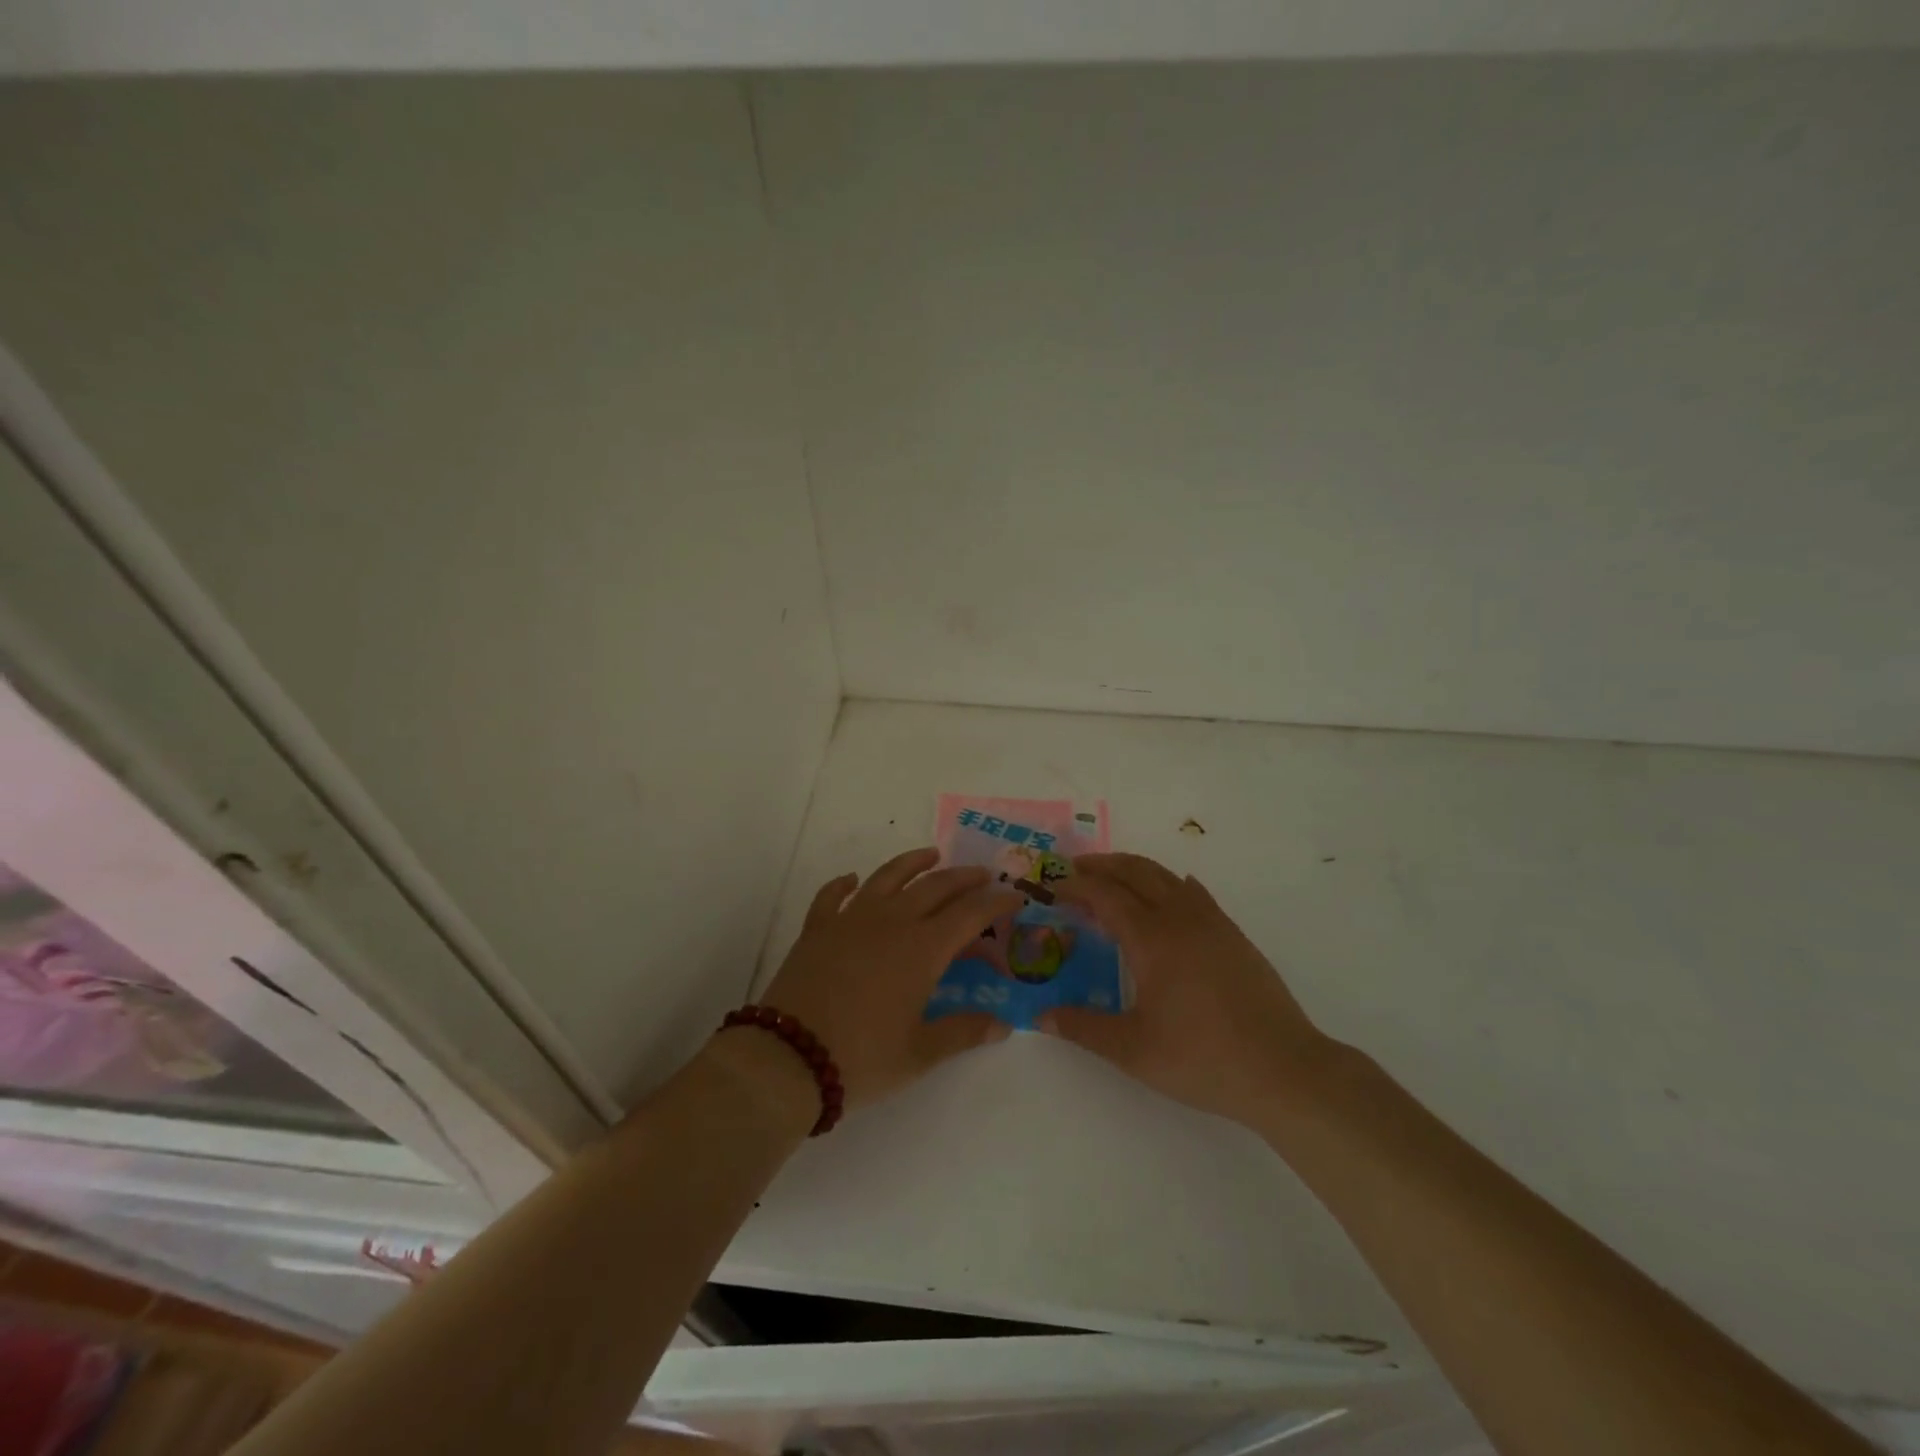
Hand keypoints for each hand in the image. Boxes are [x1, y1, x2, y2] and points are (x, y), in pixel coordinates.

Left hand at [757, 848, 1022, 1111]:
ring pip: (887, 877)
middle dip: (964, 878)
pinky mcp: (817, 928)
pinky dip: (845, 883)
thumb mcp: (920, 1053)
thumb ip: (962, 1033)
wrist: (788, 1058)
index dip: (996, 902)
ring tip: (930, 855)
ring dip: (913, 863)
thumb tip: (1002, 1025)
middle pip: (935, 887)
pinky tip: (852, 880)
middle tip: (982, 875)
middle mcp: (891, 922)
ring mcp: (851, 920)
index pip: (970, 913)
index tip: (1015, 896)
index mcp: (922, 948)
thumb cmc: (862, 1058)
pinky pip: (833, 895)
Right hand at [1047, 853, 1333, 1125]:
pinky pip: (1194, 893)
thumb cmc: (1202, 1058)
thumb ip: (1084, 1028)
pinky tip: (1170, 895)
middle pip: (1135, 872)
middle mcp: (1180, 918)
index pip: (1105, 895)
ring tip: (1113, 880)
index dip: (1077, 886)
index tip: (1054, 887)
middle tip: (1075, 870)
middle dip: (1102, 865)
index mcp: (1151, 938)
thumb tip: (1042, 1017)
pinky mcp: (1234, 935)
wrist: (1283, 1069)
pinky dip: (1170, 884)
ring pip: (1166, 877)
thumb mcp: (1133, 1051)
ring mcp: (1212, 923)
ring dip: (1134, 870)